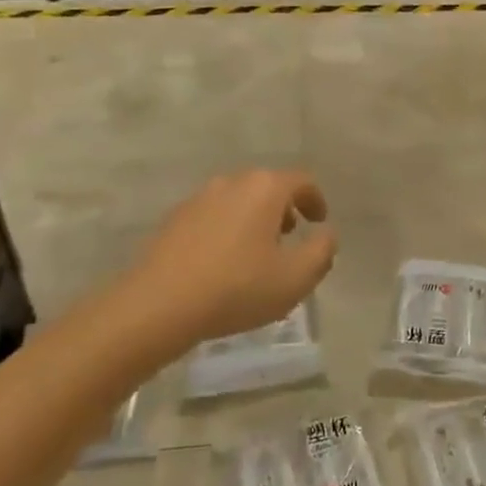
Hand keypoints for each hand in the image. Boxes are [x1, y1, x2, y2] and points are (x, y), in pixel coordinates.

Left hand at [121, 169, 336, 349]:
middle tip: (289, 236)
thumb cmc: (237, 288)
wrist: (158, 304)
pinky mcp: (175, 218)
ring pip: (238, 199)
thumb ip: (321, 252)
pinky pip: (212, 215)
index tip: (318, 222)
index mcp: (265, 188)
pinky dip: (226, 228)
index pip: (301, 181)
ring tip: (256, 252)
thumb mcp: (295, 278)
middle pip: (267, 186)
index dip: (315, 200)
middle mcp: (232, 182)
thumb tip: (326, 234)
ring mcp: (199, 198)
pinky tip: (222, 261)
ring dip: (253, 218)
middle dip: (283, 208)